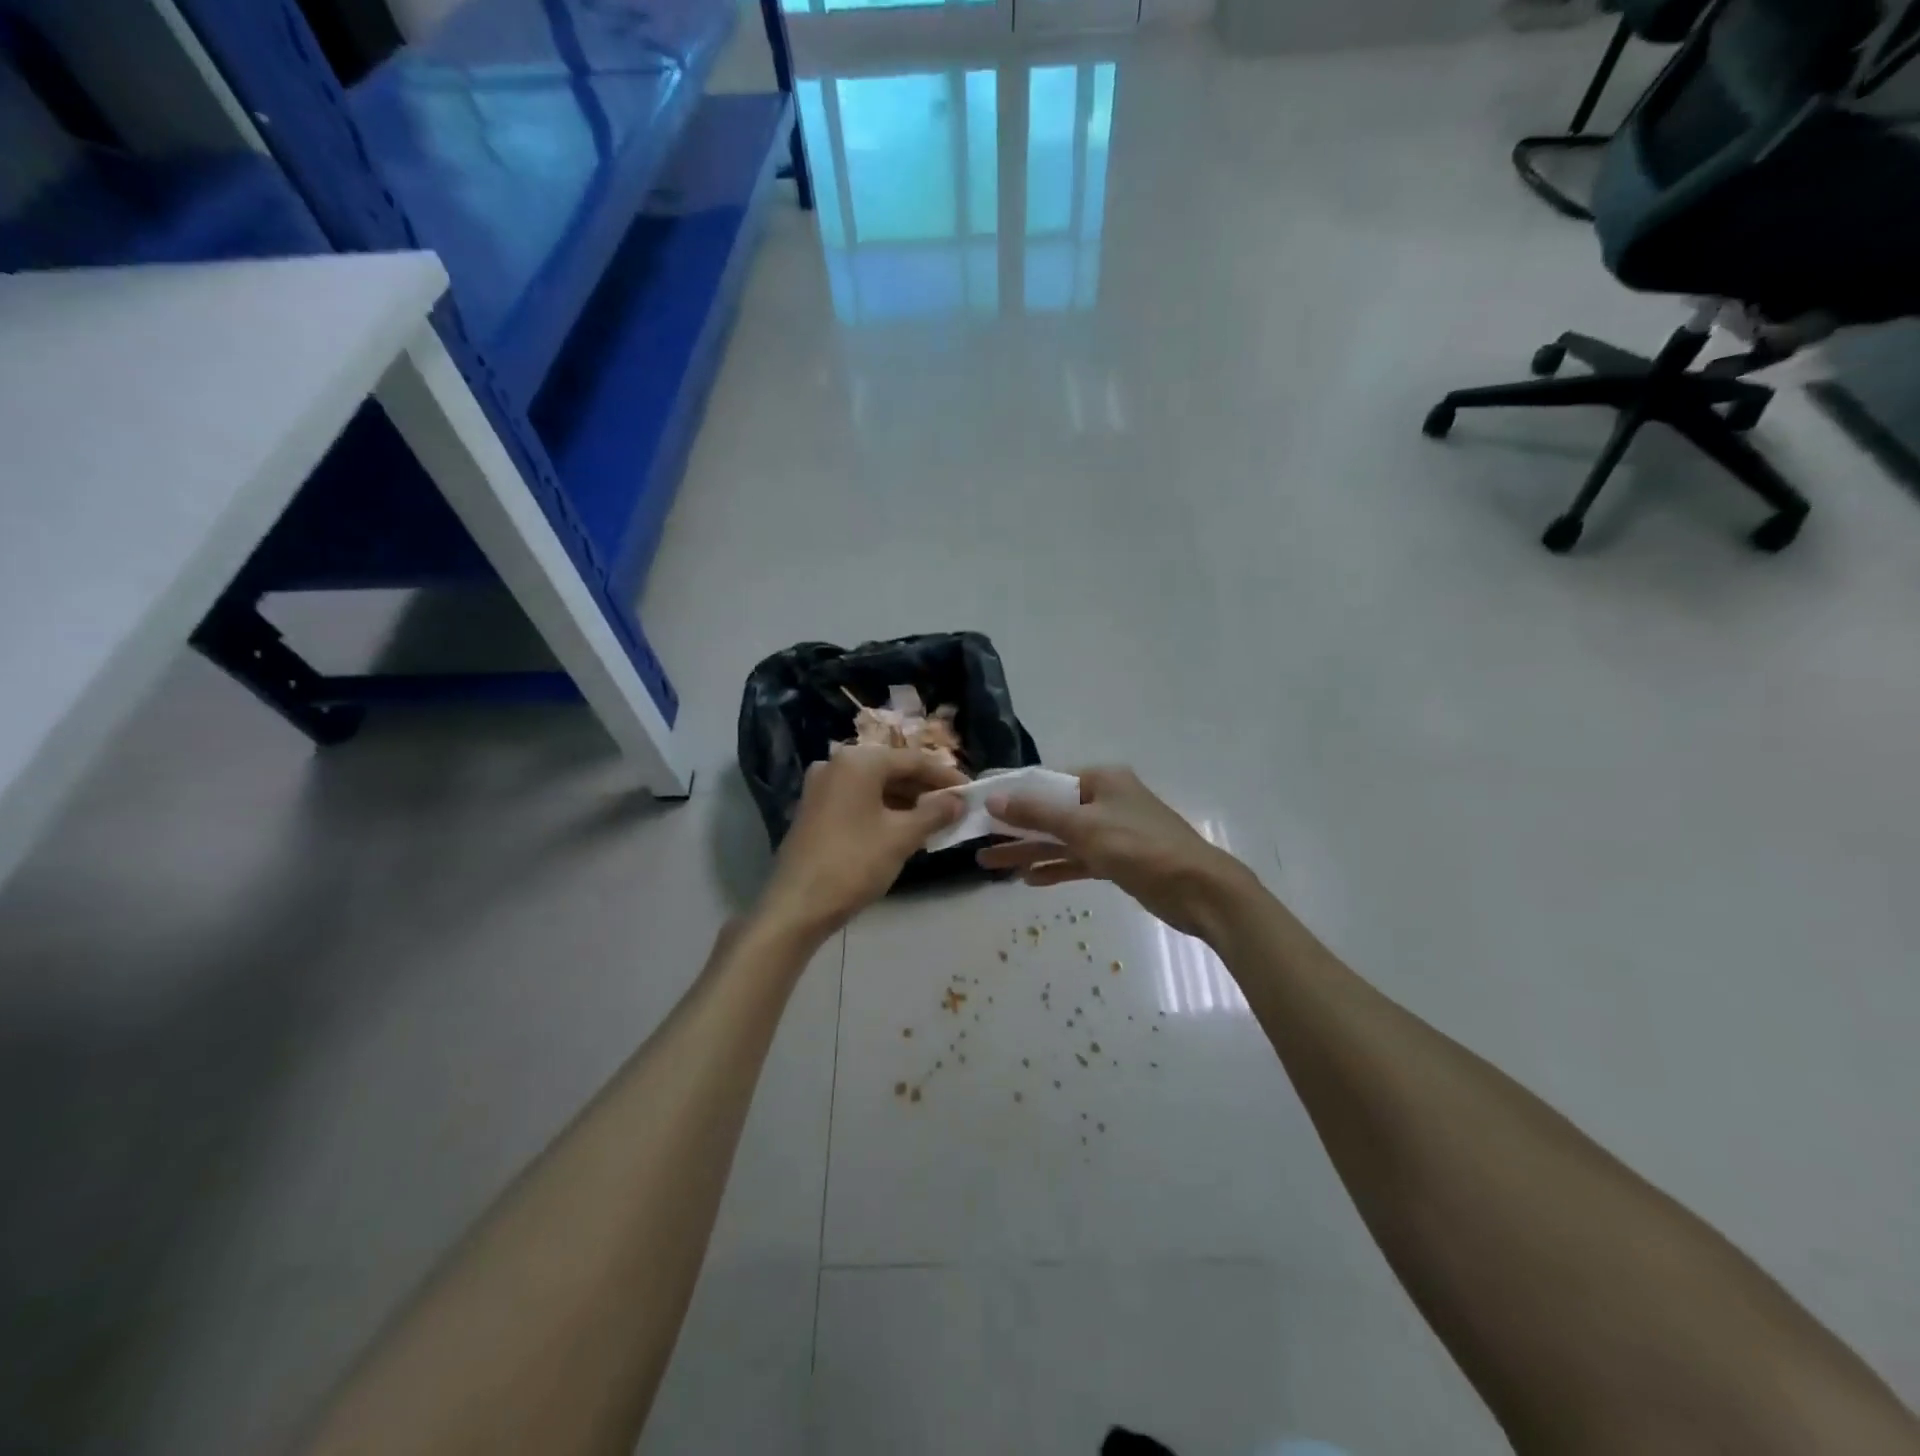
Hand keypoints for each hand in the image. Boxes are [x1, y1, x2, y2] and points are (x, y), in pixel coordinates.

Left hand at [755, 746, 966, 942]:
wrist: (797, 905)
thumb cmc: (854, 863)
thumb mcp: (902, 837)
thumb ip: (935, 813)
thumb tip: (959, 801)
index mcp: (858, 762)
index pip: (913, 760)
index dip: (945, 776)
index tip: (971, 792)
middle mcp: (837, 764)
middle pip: (892, 770)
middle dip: (925, 789)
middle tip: (955, 808)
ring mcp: (821, 787)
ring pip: (875, 786)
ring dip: (906, 801)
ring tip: (935, 821)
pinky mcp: (814, 809)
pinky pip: (858, 800)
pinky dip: (883, 810)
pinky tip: (903, 829)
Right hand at [975, 766, 1254, 940]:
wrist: (1199, 890)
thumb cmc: (1140, 848)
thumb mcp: (1084, 827)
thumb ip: (1037, 813)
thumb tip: (994, 798)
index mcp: (1100, 780)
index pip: (1045, 781)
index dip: (1010, 792)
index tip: (977, 803)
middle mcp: (1104, 800)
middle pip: (1049, 811)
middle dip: (1014, 827)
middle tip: (976, 840)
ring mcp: (1111, 832)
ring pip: (1060, 839)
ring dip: (1028, 851)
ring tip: (989, 865)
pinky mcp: (1117, 861)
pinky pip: (1077, 860)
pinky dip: (1055, 868)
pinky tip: (1029, 879)